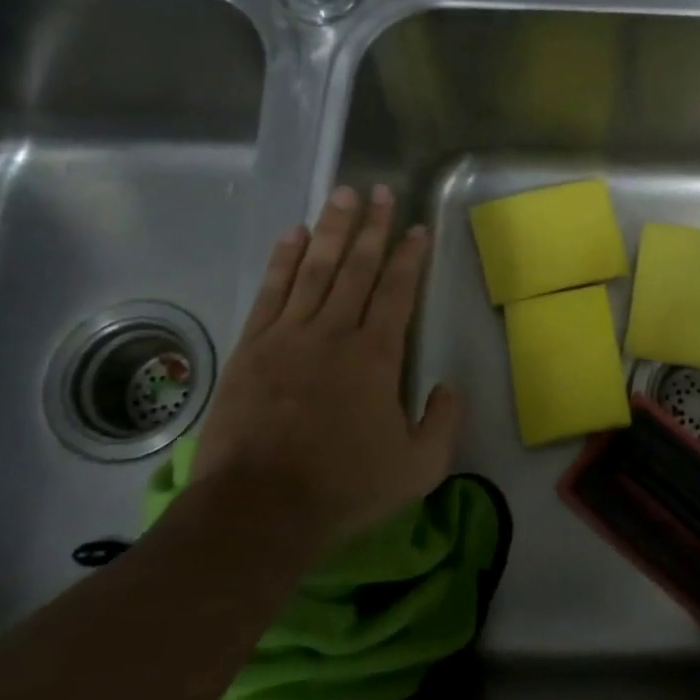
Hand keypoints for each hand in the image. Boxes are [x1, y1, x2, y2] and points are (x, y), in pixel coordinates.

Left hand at [193, 184, 460, 536]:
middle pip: (357, 268)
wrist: (258, 509)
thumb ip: (442, 423)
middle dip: (372, 227)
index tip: (417, 227)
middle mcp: (334, 332)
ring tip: (342, 194)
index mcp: (376, 356)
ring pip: (314, 268)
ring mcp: (287, 336)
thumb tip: (448, 387)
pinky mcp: (251, 348)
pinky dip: (283, 260)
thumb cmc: (344, 487)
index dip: (410, 256)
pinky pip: (270, 291)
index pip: (398, 291)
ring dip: (332, 229)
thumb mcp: (418, 468)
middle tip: (380, 190)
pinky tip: (293, 234)